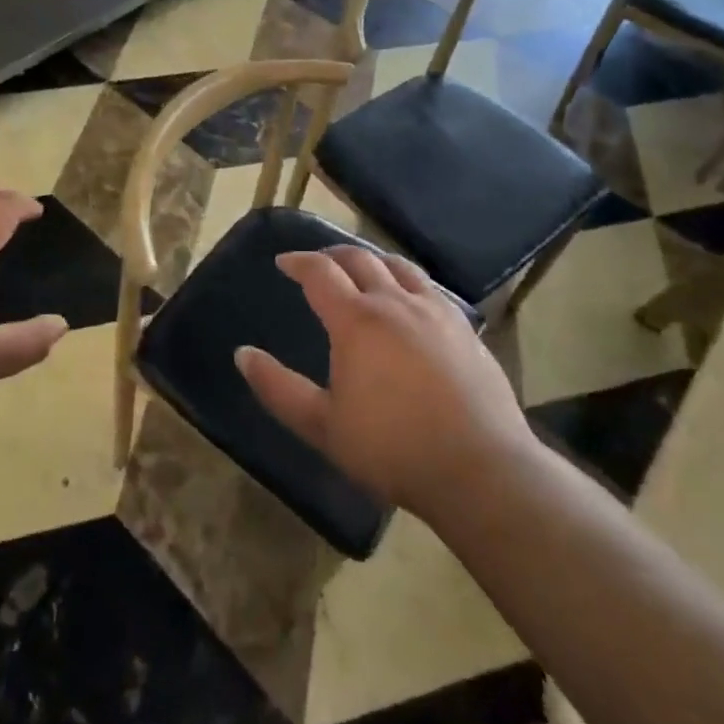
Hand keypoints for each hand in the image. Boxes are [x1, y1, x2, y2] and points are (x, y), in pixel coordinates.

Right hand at [235, 247, 534, 520]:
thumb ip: (278, 388)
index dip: (299, 262)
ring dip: (373, 260)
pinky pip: (430, 287)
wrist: (480, 469)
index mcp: (356, 320)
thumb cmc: (393, 448)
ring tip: (362, 269)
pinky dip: (407, 280)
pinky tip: (409, 298)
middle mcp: (395, 303)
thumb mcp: (323, 426)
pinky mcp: (465, 328)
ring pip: (399, 267)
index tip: (284, 262)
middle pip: (360, 259)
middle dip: (333, 254)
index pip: (320, 272)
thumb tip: (242, 355)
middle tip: (318, 261)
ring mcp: (435, 311)